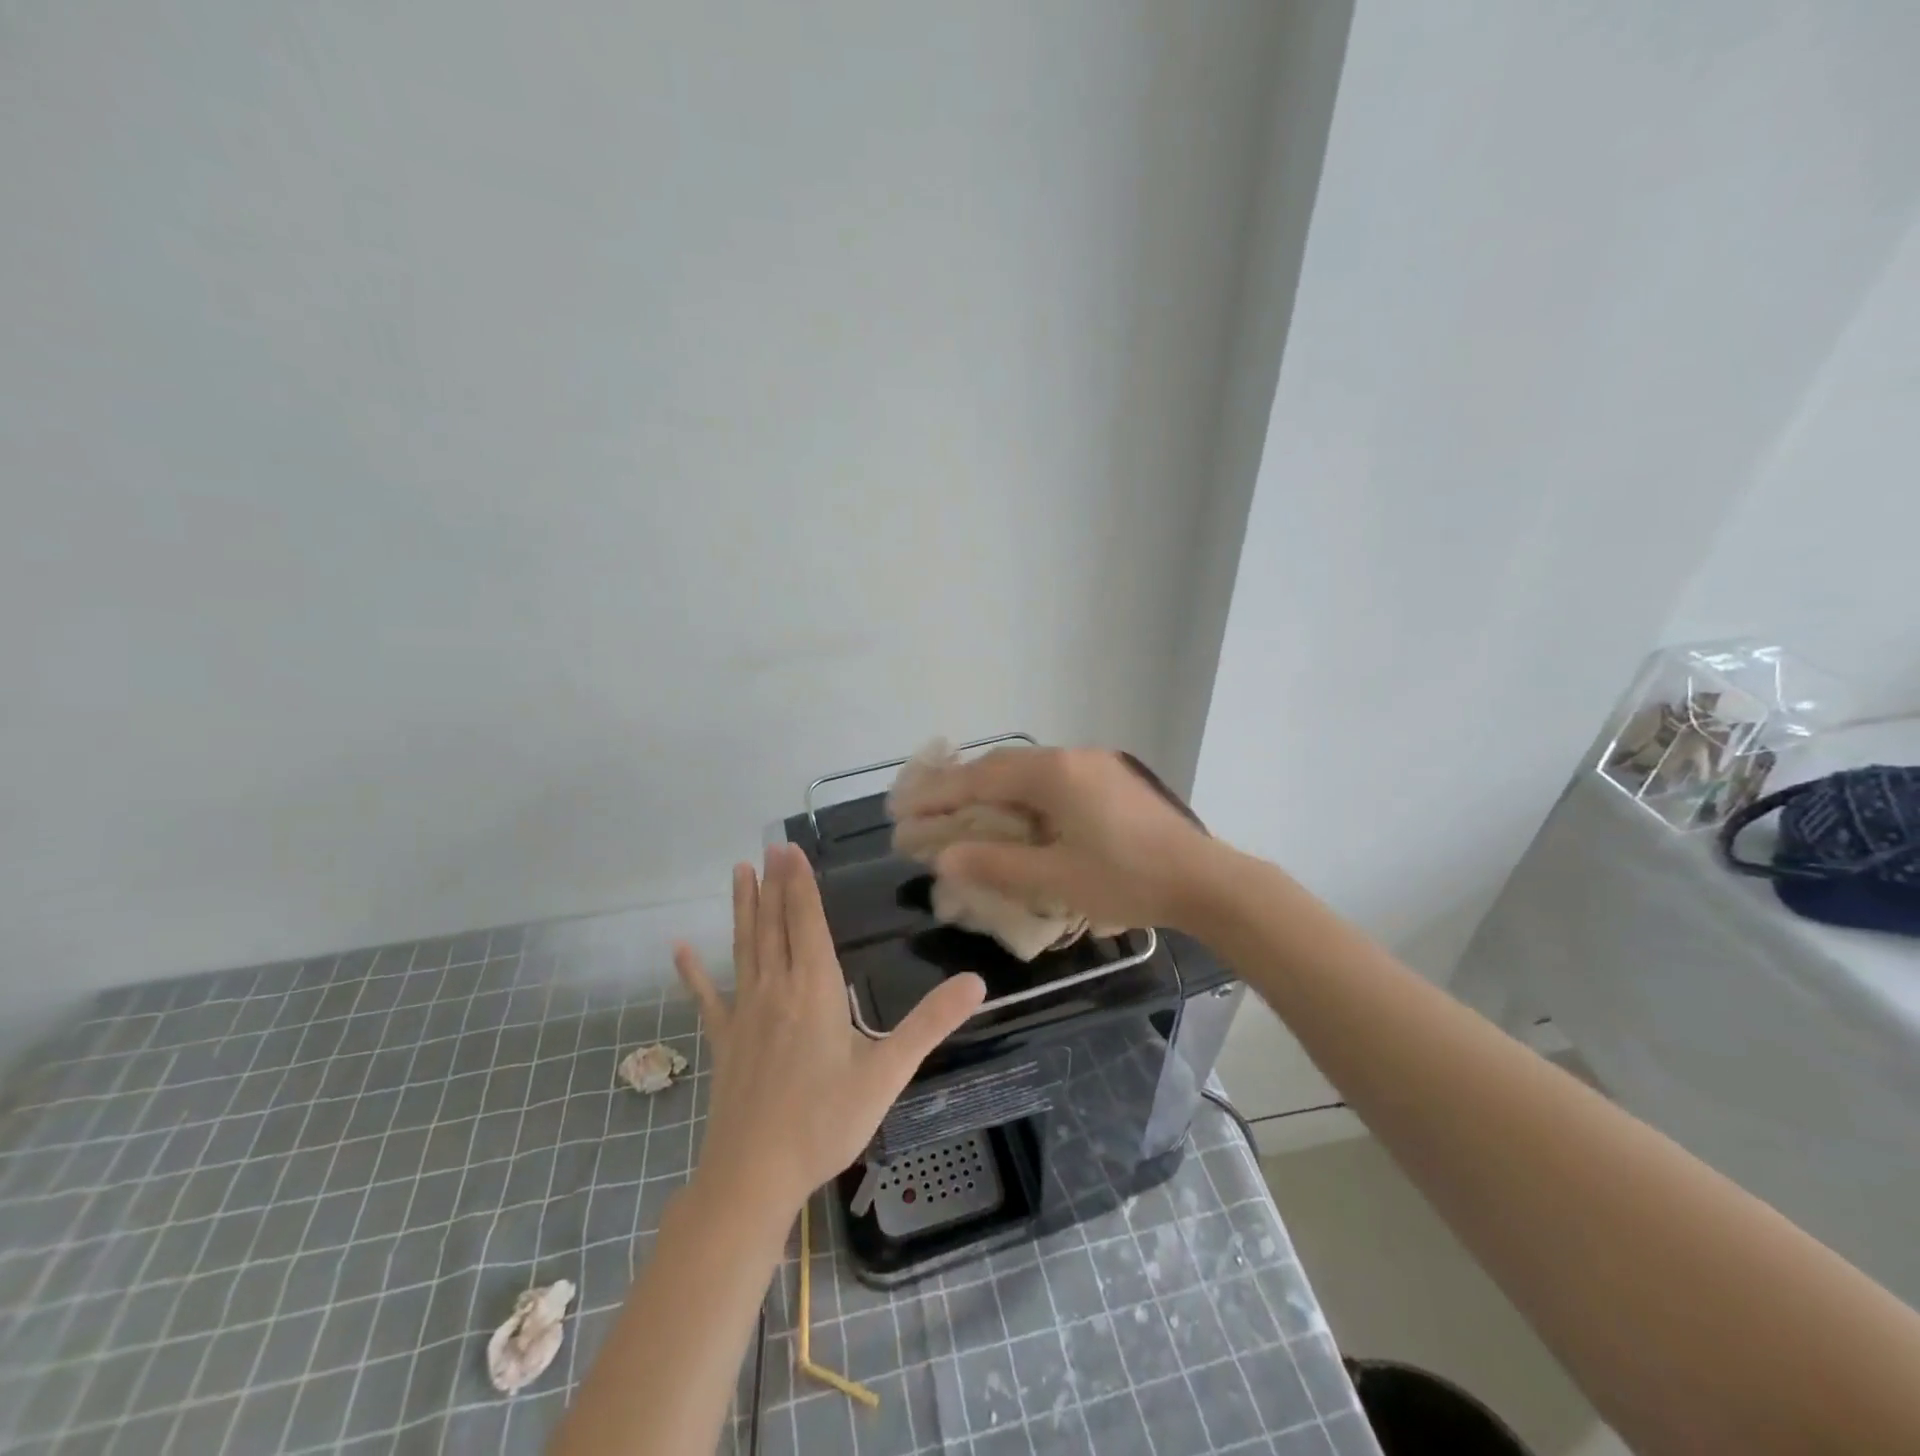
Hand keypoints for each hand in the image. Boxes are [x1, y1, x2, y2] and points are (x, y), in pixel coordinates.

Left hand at [673, 844, 985, 1216]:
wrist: (753, 1176)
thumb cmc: (825, 1122)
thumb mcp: (887, 1073)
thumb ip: (931, 1023)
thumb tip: (977, 982)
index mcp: (814, 989)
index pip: (806, 922)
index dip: (800, 884)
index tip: (789, 849)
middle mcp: (776, 988)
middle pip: (774, 924)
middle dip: (774, 883)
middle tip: (768, 847)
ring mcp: (744, 1013)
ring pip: (744, 947)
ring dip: (743, 908)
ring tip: (739, 872)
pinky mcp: (723, 1040)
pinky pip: (706, 997)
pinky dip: (692, 971)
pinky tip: (679, 949)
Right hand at [889, 746, 1219, 932]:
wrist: (1205, 880)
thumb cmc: (1128, 881)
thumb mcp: (1057, 879)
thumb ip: (996, 865)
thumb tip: (943, 858)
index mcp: (1054, 774)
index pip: (980, 778)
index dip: (937, 794)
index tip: (901, 808)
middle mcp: (1071, 757)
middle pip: (1000, 766)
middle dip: (959, 786)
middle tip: (924, 807)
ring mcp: (1094, 765)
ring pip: (1026, 770)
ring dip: (990, 789)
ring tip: (960, 811)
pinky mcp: (1110, 780)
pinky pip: (1050, 780)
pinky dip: (1020, 795)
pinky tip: (1013, 816)